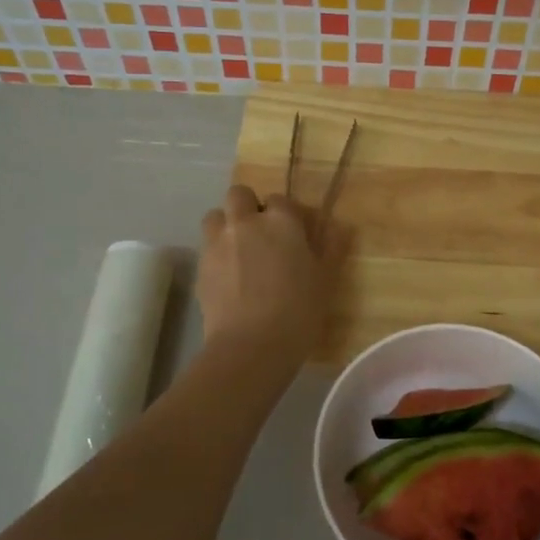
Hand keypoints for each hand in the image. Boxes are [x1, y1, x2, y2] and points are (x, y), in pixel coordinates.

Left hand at [197, 185, 344, 365]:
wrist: (251, 345)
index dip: (286, 215)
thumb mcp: (325, 279)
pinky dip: (216, 254)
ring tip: (239, 251)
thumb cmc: (298, 311)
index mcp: (281, 221)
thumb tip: (339, 225)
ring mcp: (217, 243)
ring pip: (215, 216)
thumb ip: (331, 247)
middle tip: (261, 235)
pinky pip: (206, 247)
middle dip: (248, 207)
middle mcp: (245, 223)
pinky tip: (228, 278)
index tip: (293, 234)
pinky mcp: (200, 267)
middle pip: (239, 195)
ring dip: (226, 225)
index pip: (280, 200)